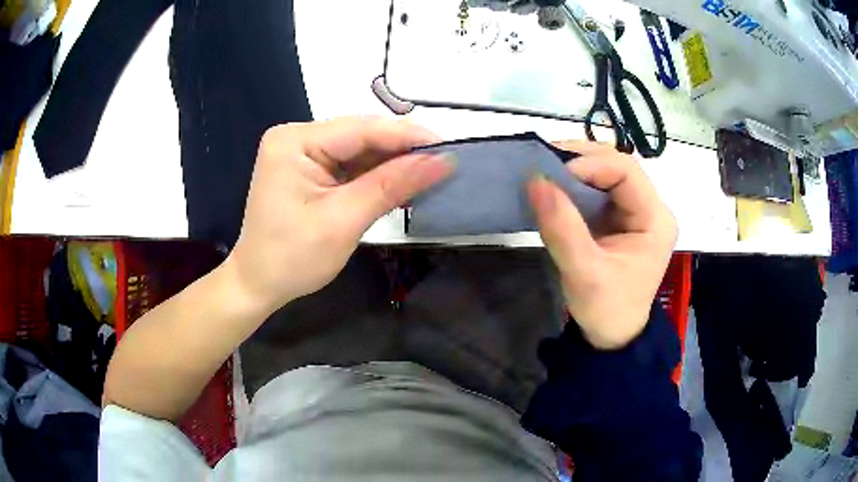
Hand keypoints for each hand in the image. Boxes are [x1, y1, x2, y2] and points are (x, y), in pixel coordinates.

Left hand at [223, 117, 452, 314]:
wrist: (258, 284)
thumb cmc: (293, 258)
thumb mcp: (344, 220)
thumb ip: (392, 185)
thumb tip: (442, 161)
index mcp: (294, 141)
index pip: (361, 129)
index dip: (408, 136)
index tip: (450, 147)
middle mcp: (296, 137)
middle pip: (360, 136)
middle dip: (401, 151)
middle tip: (443, 163)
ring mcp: (301, 152)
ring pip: (358, 150)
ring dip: (391, 164)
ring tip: (428, 175)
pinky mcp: (307, 168)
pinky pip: (349, 164)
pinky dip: (375, 175)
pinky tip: (400, 183)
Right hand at [527, 141, 676, 348]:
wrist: (612, 336)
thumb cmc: (606, 309)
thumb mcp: (584, 272)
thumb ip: (562, 227)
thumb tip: (535, 180)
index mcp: (655, 219)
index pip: (626, 171)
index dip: (590, 164)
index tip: (553, 173)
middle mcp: (650, 208)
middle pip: (618, 166)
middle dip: (581, 159)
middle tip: (544, 161)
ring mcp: (635, 212)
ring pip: (607, 173)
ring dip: (576, 167)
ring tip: (545, 169)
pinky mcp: (619, 218)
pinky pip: (598, 189)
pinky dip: (575, 183)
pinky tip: (556, 184)